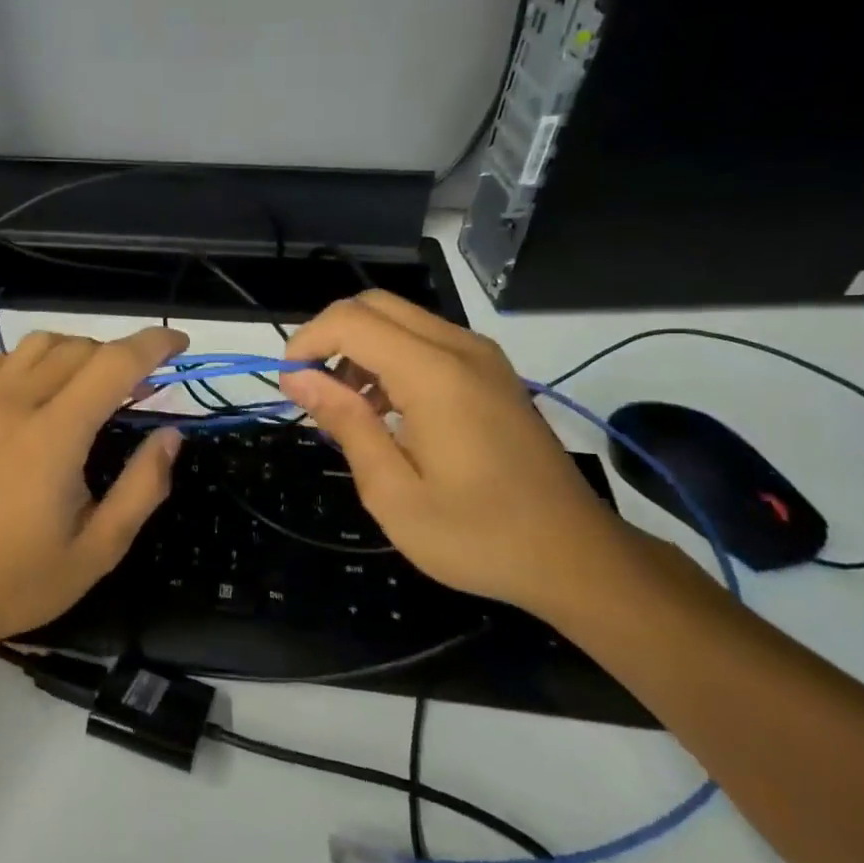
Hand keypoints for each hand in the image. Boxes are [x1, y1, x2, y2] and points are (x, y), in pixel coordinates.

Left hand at [0, 327, 187, 646]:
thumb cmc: (18, 580)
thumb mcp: (98, 550)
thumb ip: (142, 488)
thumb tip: (170, 436)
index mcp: (54, 435)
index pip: (113, 364)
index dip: (153, 345)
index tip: (181, 344)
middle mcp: (16, 404)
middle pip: (80, 348)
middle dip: (122, 355)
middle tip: (146, 390)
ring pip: (39, 344)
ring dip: (79, 351)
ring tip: (97, 386)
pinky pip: (1, 361)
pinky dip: (32, 359)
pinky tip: (41, 389)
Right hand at [278, 292, 631, 614]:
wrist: (575, 557)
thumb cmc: (477, 535)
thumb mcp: (393, 492)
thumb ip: (346, 423)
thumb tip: (298, 377)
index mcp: (434, 374)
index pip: (351, 321)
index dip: (306, 343)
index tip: (289, 387)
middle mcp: (461, 349)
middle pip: (374, 305)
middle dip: (330, 336)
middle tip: (311, 390)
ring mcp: (483, 358)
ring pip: (401, 319)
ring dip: (360, 348)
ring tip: (346, 408)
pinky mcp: (493, 374)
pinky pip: (428, 341)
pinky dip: (390, 358)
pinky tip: (386, 411)